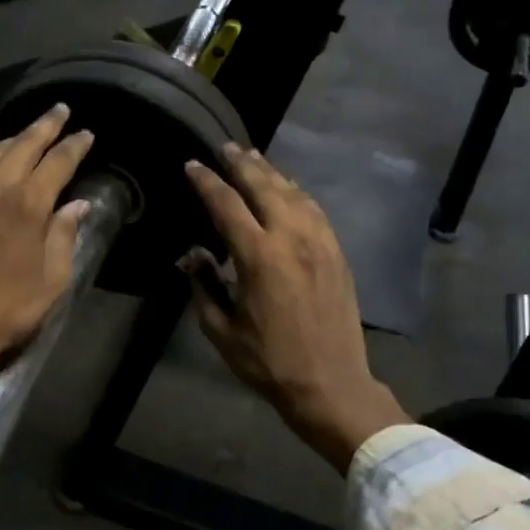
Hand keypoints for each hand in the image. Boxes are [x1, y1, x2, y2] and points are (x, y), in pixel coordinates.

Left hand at [0, 105, 94, 430]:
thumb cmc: (10, 306)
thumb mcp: (53, 277)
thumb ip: (64, 234)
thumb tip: (77, 205)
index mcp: (28, 204)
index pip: (56, 161)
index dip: (74, 146)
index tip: (86, 134)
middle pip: (24, 144)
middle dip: (45, 125)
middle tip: (61, 111)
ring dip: (16, 137)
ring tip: (32, 131)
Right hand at [182, 145, 407, 471]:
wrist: (330, 383)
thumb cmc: (268, 361)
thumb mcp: (221, 329)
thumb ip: (203, 286)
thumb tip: (192, 255)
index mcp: (259, 256)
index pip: (226, 205)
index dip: (206, 182)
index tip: (192, 165)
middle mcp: (292, 239)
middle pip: (264, 187)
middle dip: (242, 164)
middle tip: (225, 147)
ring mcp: (320, 243)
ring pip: (293, 193)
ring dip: (271, 172)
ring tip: (254, 158)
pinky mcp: (337, 254)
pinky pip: (315, 210)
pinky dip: (297, 193)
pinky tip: (289, 189)